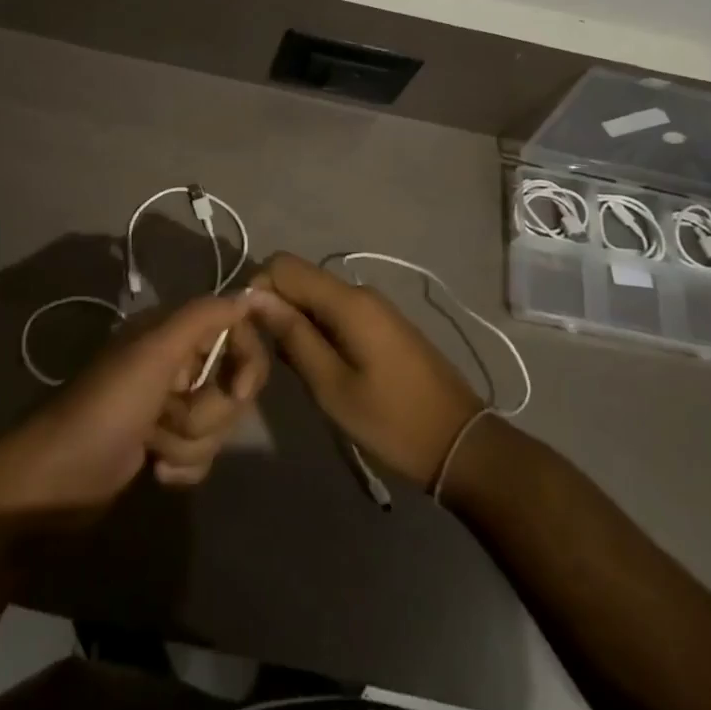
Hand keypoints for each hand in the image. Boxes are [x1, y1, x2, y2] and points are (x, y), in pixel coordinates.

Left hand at [0, 296, 268, 525]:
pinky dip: (184, 466)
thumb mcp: (154, 354)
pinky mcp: (164, 444)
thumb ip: (202, 317)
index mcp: (172, 332)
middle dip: (207, 412)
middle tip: (170, 416)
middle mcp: (175, 362)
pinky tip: (156, 471)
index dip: (246, 361)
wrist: (59, 480)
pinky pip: (203, 455)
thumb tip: (249, 293)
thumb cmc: (107, 408)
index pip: (236, 331)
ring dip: (190, 443)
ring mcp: (170, 406)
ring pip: (218, 424)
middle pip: (231, 385)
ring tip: (153, 446)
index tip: (237, 390)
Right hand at [249, 252, 482, 488]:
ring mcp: (374, 307)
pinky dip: (315, 328)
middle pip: (299, 277)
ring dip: (293, 320)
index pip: (283, 265)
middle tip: (268, 355)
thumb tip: (254, 297)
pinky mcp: (381, 324)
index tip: (249, 331)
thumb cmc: (392, 421)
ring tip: (290, 366)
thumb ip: (292, 336)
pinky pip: (334, 310)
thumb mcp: (332, 385)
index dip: (258, 290)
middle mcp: (359, 292)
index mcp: (347, 301)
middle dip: (274, 306)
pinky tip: (318, 365)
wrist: (461, 444)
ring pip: (314, 295)